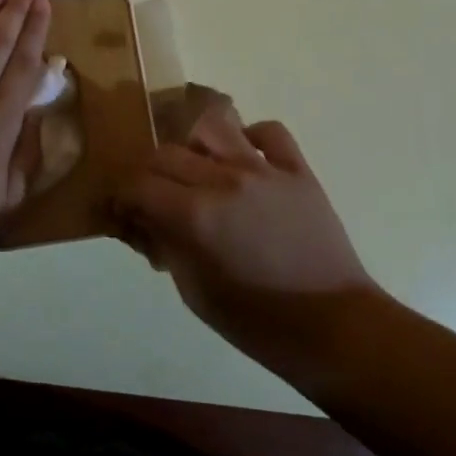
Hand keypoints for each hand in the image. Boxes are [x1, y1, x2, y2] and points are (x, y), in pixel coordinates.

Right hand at [112, 99, 375, 372]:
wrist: (334, 328)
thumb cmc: (257, 322)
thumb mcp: (194, 292)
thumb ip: (164, 245)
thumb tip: (142, 220)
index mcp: (195, 216)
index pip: (138, 185)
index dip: (122, 196)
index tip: (123, 210)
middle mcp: (224, 180)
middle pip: (167, 154)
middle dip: (149, 174)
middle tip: (154, 197)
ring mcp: (263, 170)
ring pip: (212, 127)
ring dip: (194, 145)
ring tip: (198, 168)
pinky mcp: (297, 170)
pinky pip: (269, 132)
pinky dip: (250, 137)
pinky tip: (245, 158)